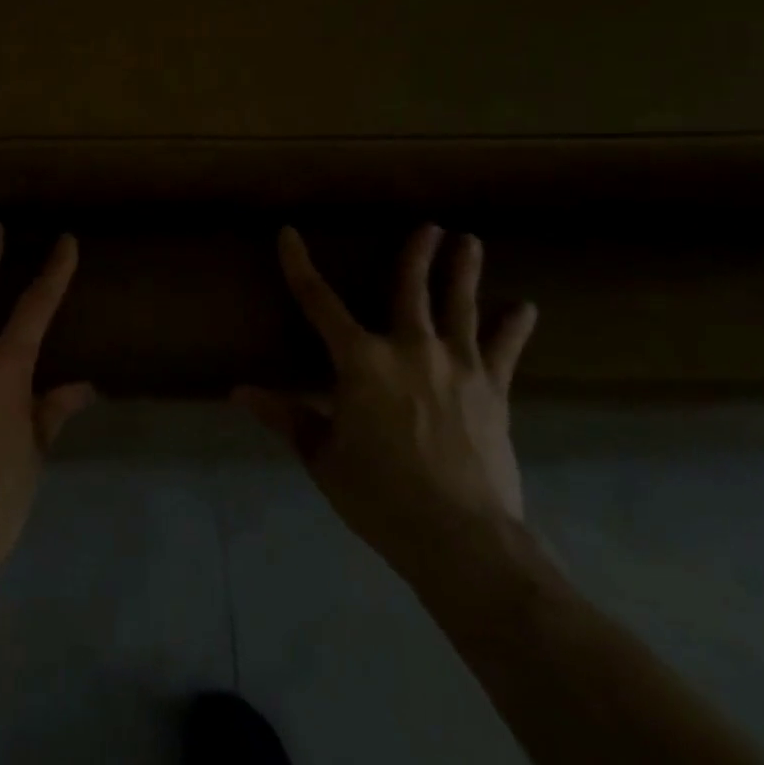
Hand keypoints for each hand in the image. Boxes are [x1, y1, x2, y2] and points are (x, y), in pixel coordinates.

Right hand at [236, 225, 535, 583]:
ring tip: (469, 241)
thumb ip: (286, 418)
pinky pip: (503, 350)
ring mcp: (457, 367)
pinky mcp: (493, 391)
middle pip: (410, 289)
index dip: (299, 266)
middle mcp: (409, 349)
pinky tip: (524, 308)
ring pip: (460, 306)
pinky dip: (513, 327)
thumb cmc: (380, 495)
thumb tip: (239, 393)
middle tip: (428, 226)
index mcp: (360, 361)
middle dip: (417, 254)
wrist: (462, 538)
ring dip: (463, 272)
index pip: (318, 301)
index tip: (289, 234)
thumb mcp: (323, 456)